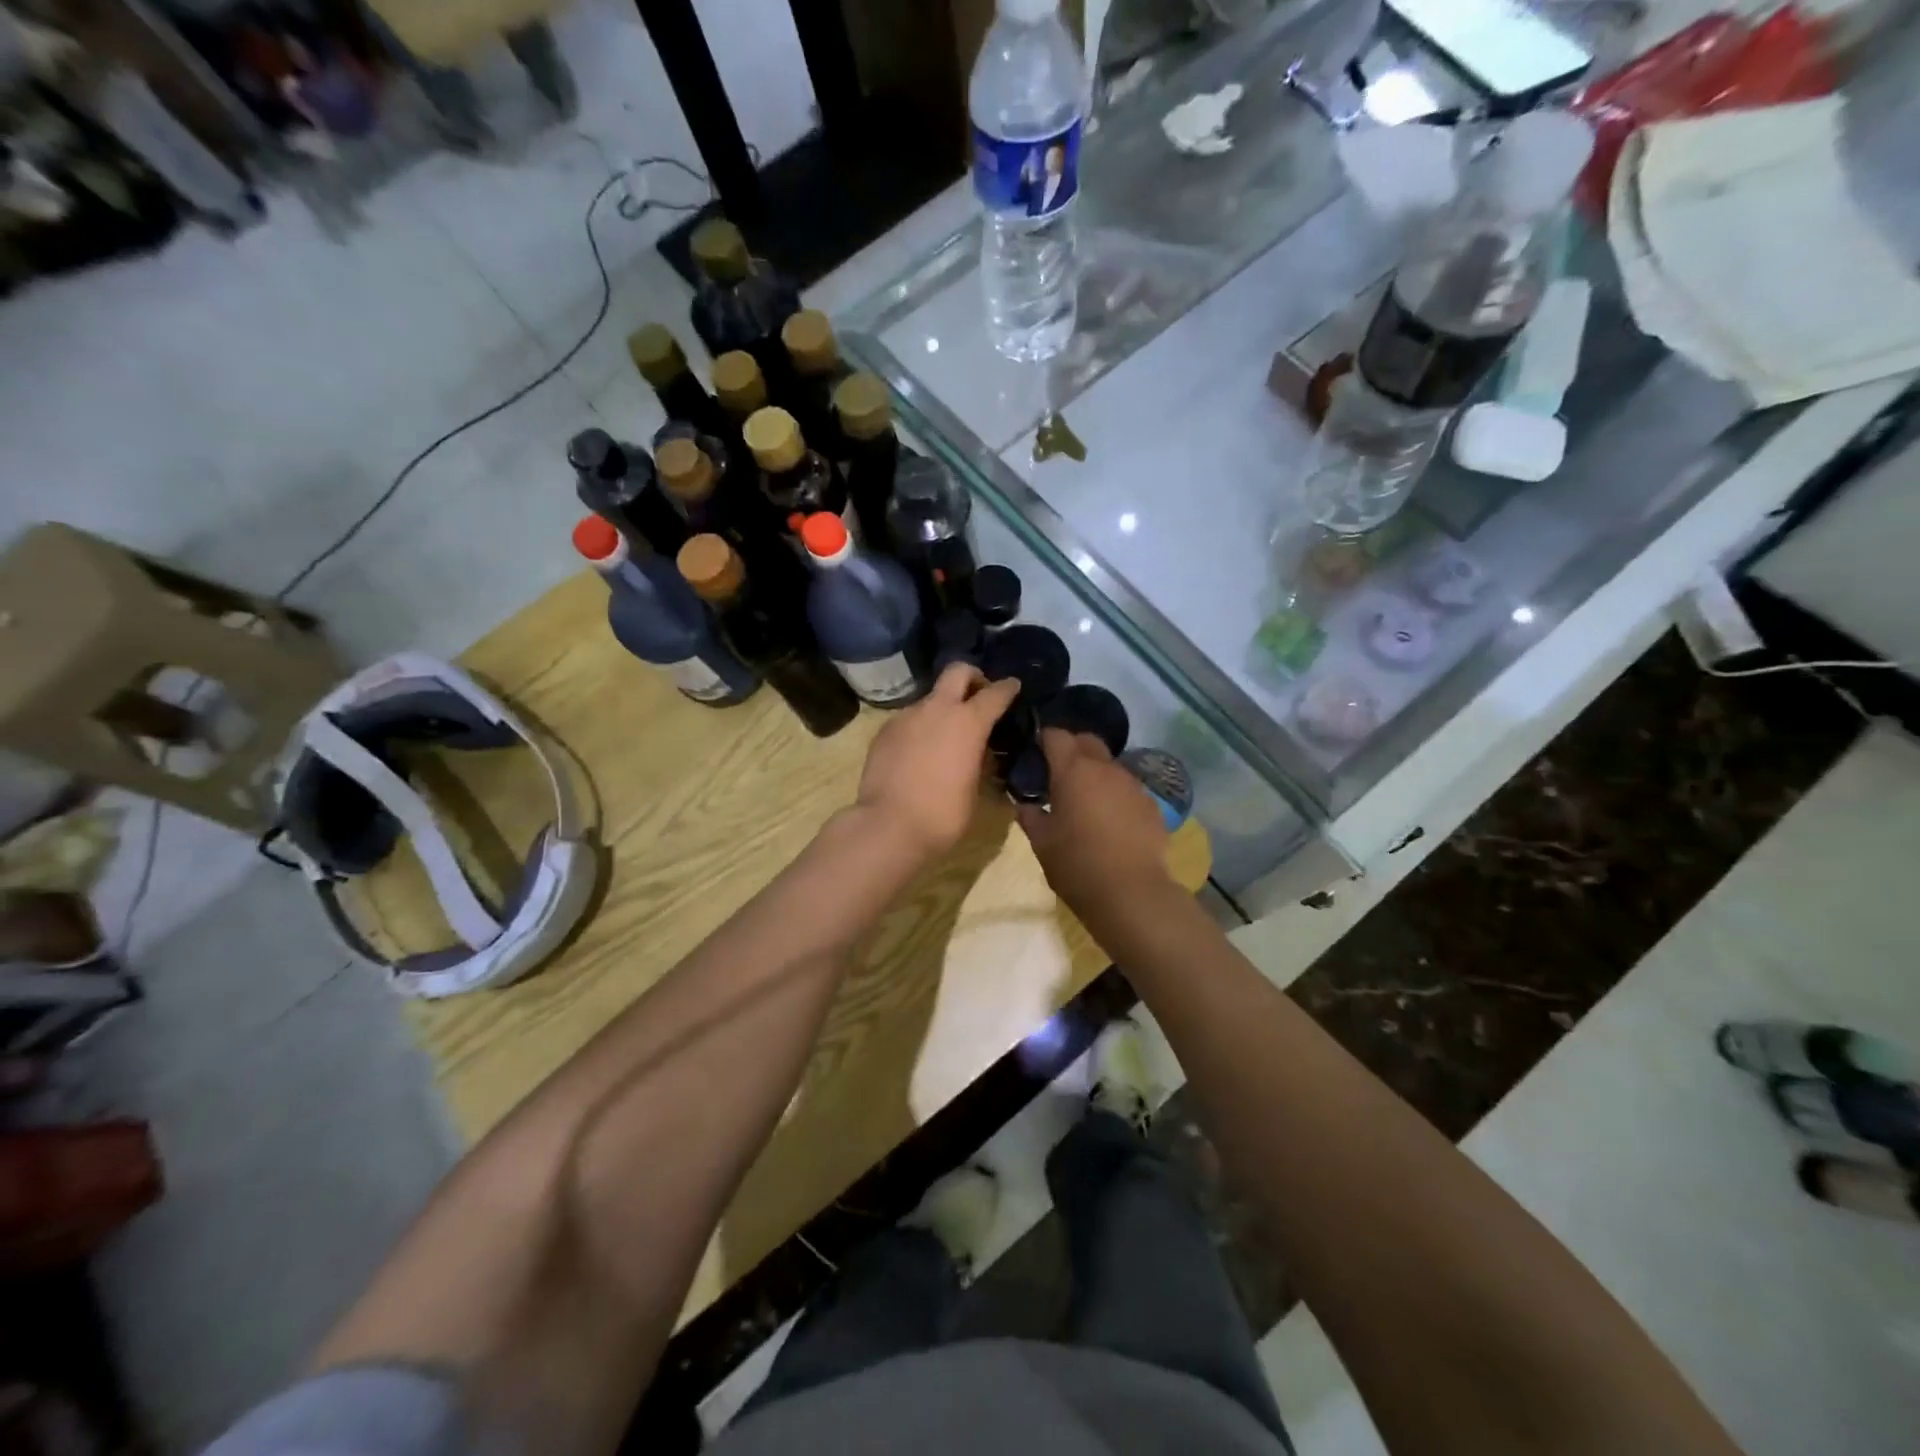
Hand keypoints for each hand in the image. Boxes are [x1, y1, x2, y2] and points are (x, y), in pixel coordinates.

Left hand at [855, 664, 1020, 859]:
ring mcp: (907, 716)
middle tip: (978, 696)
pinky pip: (909, 720)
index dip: (1007, 688)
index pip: (995, 692)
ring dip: (942, 709)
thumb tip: (978, 752)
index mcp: (968, 722)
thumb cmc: (942, 814)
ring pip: (930, 699)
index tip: (1013, 686)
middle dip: (972, 677)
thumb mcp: (974, 789)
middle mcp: (937, 709)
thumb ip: (978, 761)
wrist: (888, 825)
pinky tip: (920, 753)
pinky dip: (920, 728)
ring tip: (945, 737)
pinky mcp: (884, 730)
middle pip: (958, 671)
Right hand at [1016, 729, 1172, 916]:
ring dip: (1096, 774)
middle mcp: (1106, 769)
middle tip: (1059, 773)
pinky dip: (1116, 796)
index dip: (1045, 739)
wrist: (1132, 893)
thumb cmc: (1077, 864)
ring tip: (1086, 801)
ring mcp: (1133, 785)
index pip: (1056, 736)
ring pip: (1110, 766)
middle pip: (1088, 741)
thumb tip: (1025, 805)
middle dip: (1073, 748)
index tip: (1036, 752)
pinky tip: (1111, 822)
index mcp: (1073, 771)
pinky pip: (1128, 790)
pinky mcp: (1152, 805)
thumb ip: (1031, 818)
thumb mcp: (1042, 843)